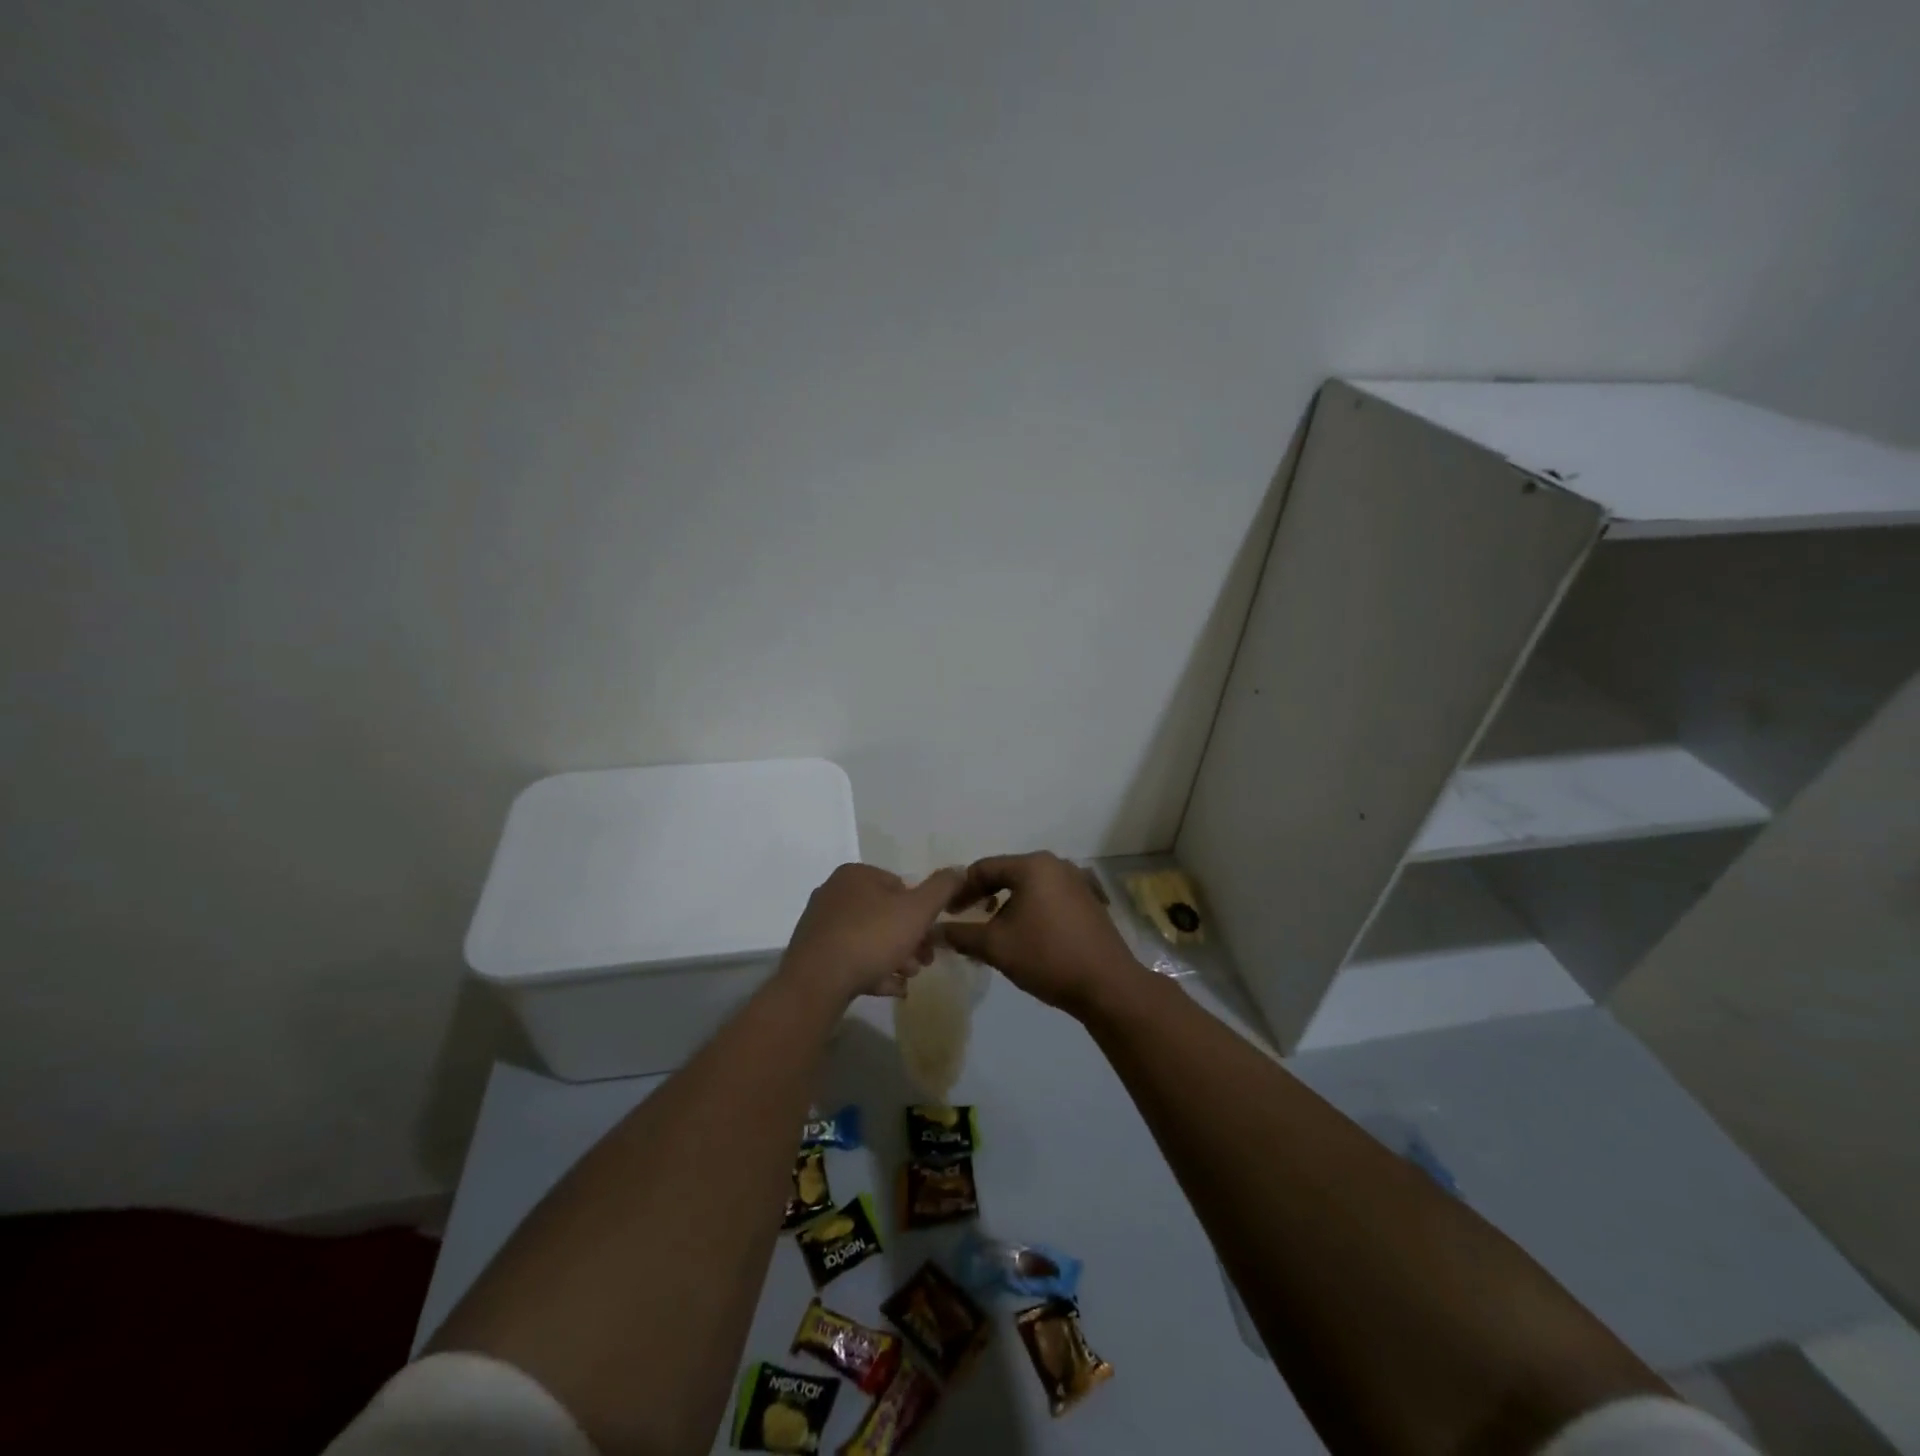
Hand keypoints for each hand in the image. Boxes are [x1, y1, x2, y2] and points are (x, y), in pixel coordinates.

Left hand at [782, 863, 965, 1003]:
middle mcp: (834, 893)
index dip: (921, 912)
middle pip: (884, 914)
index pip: (899, 885)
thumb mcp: (918, 910)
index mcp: (856, 874)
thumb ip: (942, 888)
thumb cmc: (872, 937)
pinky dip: (872, 970)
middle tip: (924, 962)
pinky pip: (850, 958)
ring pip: (869, 938)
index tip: (932, 937)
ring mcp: (820, 924)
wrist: (817, 982)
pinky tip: (890, 989)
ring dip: (893, 957)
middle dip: (909, 939)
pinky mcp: (812, 953)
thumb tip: (960, 869)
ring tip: (907, 978)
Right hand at [942, 852, 1144, 1017]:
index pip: (984, 868)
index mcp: (1033, 866)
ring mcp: (1077, 882)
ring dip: (1007, 906)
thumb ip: (961, 935)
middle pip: (1008, 874)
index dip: (960, 890)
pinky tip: (1026, 937)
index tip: (947, 913)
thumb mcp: (996, 946)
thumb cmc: (1047, 957)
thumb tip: (933, 931)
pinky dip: (1030, 911)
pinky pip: (1049, 898)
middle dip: (984, 897)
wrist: (1107, 985)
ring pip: (1029, 888)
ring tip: (994, 932)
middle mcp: (1056, 865)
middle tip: (966, 919)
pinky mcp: (1089, 902)